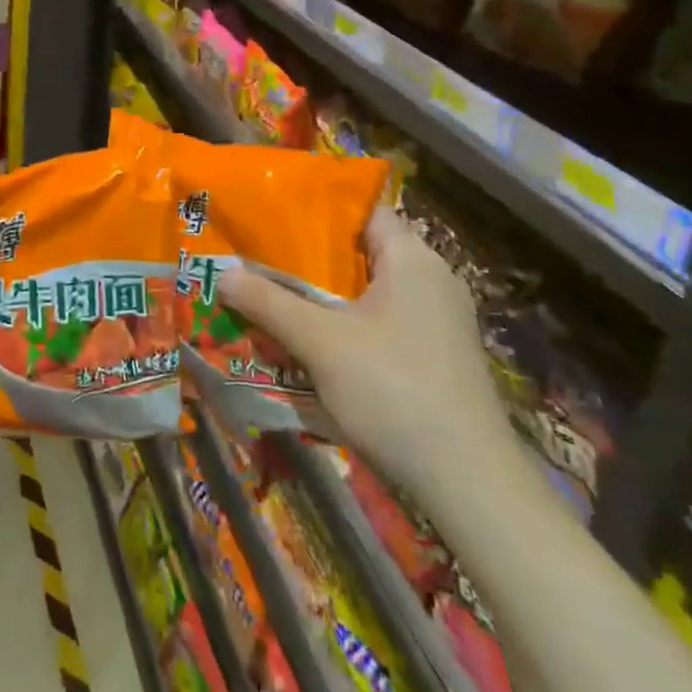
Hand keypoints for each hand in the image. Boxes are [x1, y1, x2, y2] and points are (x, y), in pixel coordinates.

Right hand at [218, 210, 512, 482]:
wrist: (469, 481)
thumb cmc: (393, 389)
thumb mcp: (320, 342)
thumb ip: (268, 303)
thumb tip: (222, 274)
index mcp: (412, 258)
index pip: (363, 210)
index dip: (319, 210)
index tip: (275, 217)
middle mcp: (433, 279)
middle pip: (362, 253)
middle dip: (312, 259)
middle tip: (262, 261)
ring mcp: (441, 320)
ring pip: (372, 292)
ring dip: (328, 298)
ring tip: (278, 300)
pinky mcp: (441, 356)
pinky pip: (386, 323)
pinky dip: (351, 326)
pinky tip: (317, 346)